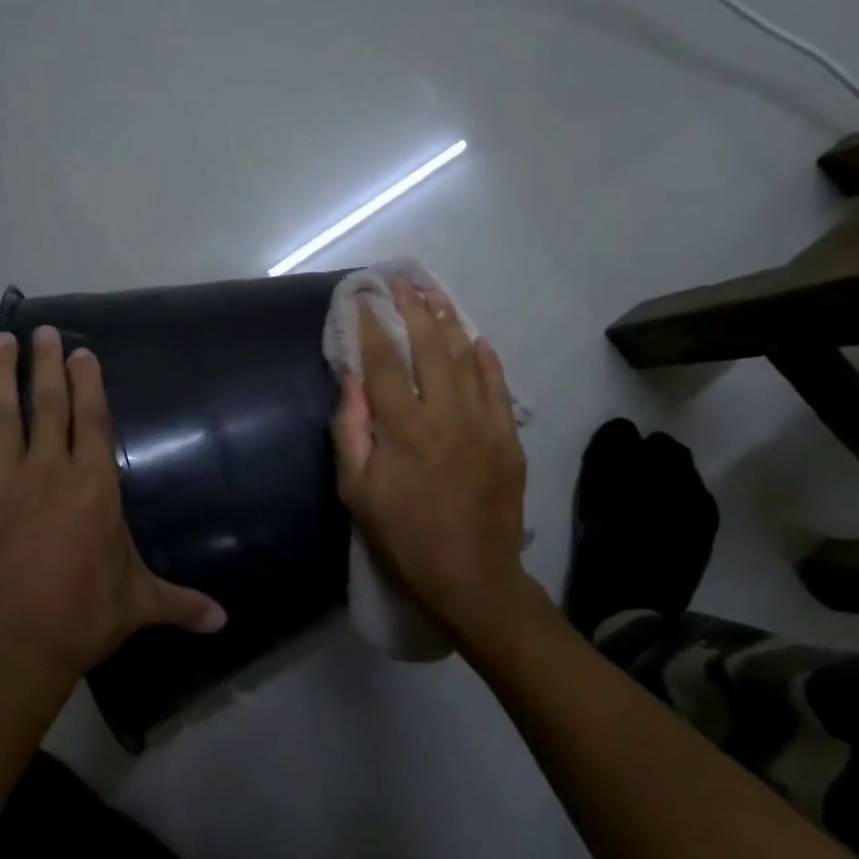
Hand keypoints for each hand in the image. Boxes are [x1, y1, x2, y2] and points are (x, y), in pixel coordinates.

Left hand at [0, 328, 226, 686]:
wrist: (3, 653)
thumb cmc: (79, 620)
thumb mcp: (136, 606)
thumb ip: (181, 603)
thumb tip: (224, 621)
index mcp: (93, 489)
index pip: (92, 421)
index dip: (88, 383)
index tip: (82, 352)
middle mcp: (47, 474)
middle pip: (46, 406)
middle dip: (45, 364)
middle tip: (43, 330)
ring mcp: (0, 485)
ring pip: (2, 417)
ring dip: (2, 377)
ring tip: (0, 341)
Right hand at [331, 281, 532, 648]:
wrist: (471, 577)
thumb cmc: (403, 537)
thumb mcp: (357, 493)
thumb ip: (350, 432)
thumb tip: (351, 380)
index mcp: (403, 429)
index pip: (383, 362)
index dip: (370, 326)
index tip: (360, 298)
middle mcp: (445, 415)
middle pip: (429, 348)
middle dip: (412, 309)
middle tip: (400, 281)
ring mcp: (483, 424)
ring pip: (466, 359)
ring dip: (449, 323)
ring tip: (435, 294)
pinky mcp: (507, 439)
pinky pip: (498, 387)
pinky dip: (487, 359)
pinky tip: (477, 338)